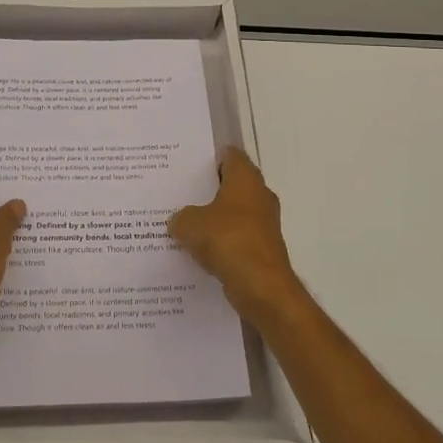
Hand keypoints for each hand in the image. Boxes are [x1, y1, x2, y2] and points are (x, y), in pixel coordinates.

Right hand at [169, 149, 303, 323]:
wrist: (261, 286)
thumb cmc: (227, 240)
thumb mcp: (190, 224)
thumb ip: (180, 217)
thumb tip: (178, 221)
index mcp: (245, 179)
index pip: (230, 155)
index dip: (210, 158)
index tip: (188, 165)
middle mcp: (259, 195)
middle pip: (231, 184)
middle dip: (208, 190)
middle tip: (179, 193)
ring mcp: (264, 224)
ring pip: (233, 213)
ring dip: (213, 218)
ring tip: (184, 223)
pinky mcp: (262, 249)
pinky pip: (236, 238)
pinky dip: (220, 242)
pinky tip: (198, 250)